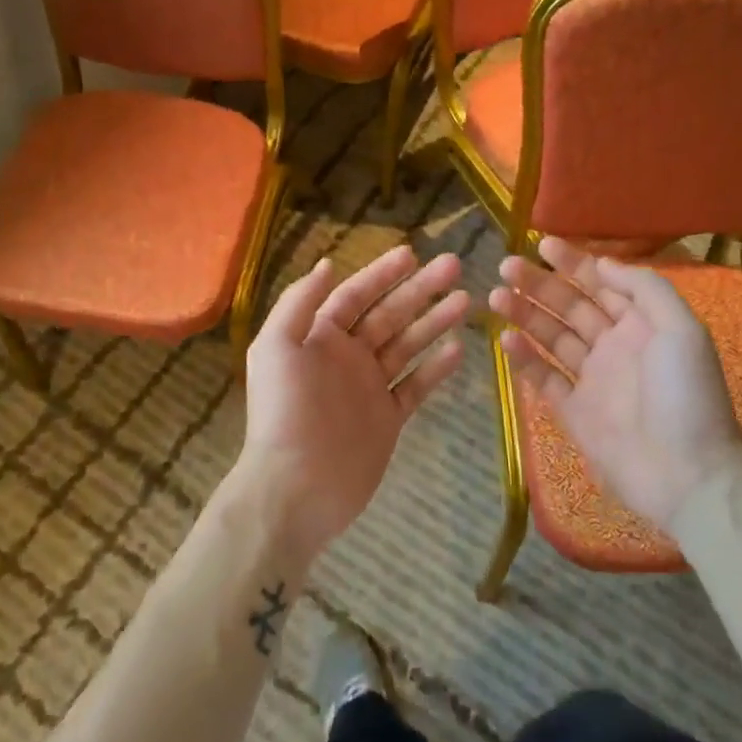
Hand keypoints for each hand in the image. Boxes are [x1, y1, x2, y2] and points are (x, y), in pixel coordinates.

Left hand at [233, 245, 469, 562]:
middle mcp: (347, 357)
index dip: (382, 273)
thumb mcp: (276, 347)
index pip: (356, 295)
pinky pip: (416, 386)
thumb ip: (299, 303)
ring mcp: (370, 388)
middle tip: (454, 265)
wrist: (295, 488)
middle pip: (390, 314)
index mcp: (320, 337)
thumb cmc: (284, 412)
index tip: (412, 253)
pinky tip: (458, 348)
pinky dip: (436, 368)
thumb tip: (326, 264)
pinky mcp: (387, 419)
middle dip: (420, 290)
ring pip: (408, 345)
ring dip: (434, 321)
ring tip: (466, 300)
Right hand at [488, 238, 741, 529]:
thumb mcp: (682, 330)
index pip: (601, 284)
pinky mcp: (574, 412)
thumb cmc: (687, 396)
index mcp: (642, 325)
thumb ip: (645, 289)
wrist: (689, 476)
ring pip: (552, 337)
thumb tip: (602, 263)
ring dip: (525, 314)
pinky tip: (505, 339)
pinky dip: (524, 358)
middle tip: (506, 266)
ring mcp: (592, 380)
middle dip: (539, 284)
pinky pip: (544, 378)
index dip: (573, 263)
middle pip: (570, 307)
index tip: (541, 245)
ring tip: (495, 296)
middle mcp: (614, 346)